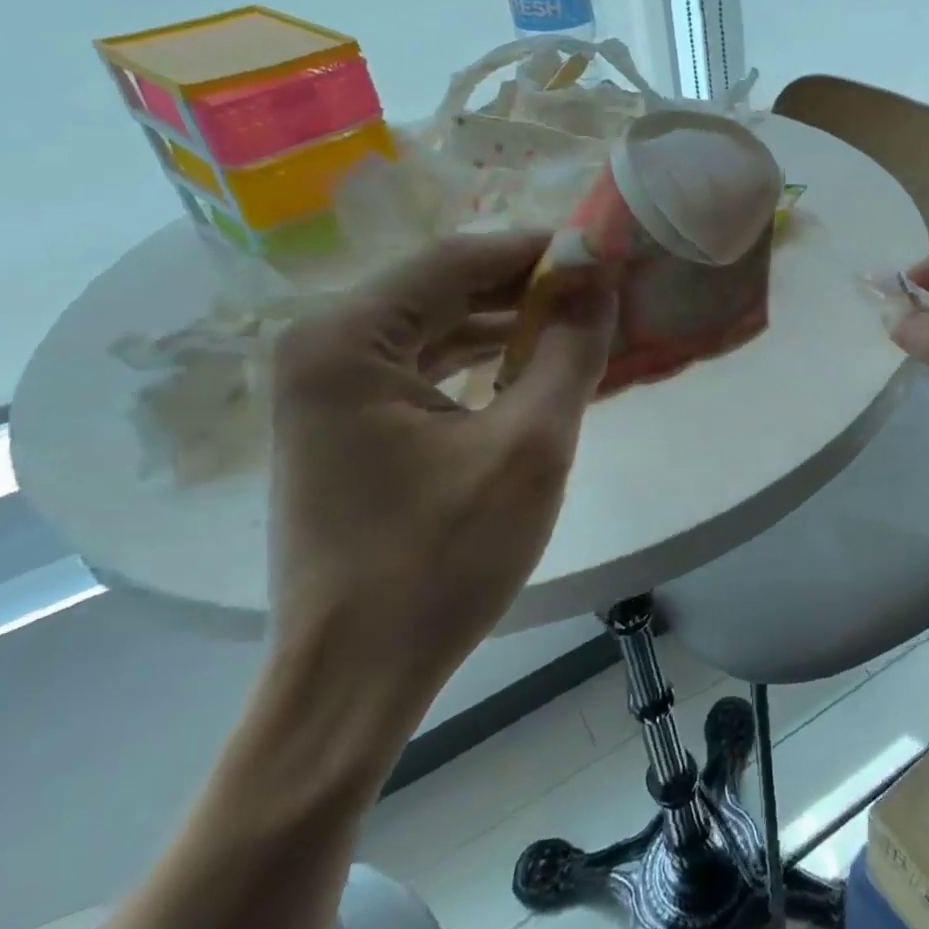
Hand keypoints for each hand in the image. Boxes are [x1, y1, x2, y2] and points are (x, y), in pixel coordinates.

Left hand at [266, 233, 615, 707]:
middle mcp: (322, 349)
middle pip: (442, 290)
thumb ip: (571, 352)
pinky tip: (533, 370)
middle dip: (527, 289)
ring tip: (581, 325)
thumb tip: (601, 283)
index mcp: (346, 340)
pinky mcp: (345, 427)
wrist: (356, 676)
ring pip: (435, 330)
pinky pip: (423, 370)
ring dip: (508, 326)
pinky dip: (480, 364)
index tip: (605, 255)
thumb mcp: (530, 446)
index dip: (538, 252)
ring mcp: (327, 391)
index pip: (457, 260)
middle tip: (602, 292)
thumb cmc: (442, 560)